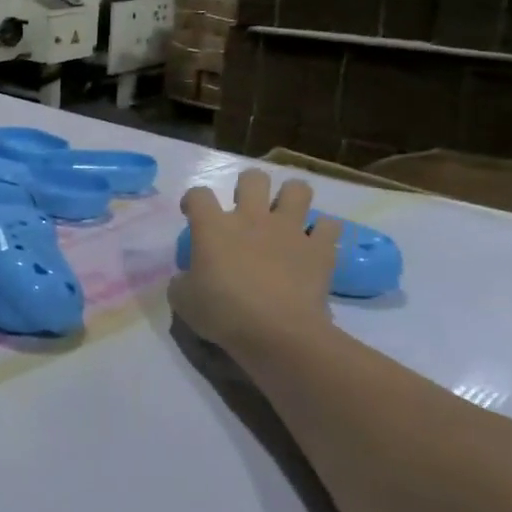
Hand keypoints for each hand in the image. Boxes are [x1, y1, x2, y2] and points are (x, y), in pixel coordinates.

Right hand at [169, 169, 339, 355]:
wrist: (278, 332)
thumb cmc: (223, 313)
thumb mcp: (183, 300)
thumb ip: (182, 281)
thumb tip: (187, 277)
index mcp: (213, 227)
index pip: (198, 194)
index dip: (193, 200)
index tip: (192, 213)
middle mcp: (252, 218)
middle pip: (253, 178)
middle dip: (249, 186)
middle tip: (245, 207)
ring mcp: (289, 230)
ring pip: (297, 189)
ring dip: (291, 197)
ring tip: (286, 213)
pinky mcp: (320, 248)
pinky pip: (329, 225)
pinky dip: (323, 231)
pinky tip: (315, 242)